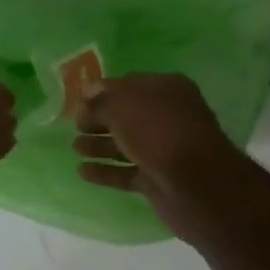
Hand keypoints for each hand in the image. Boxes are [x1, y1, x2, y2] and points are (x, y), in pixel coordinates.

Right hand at [74, 73, 232, 239]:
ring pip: (125, 144)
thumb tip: (86, 92)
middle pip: (126, 116)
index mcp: (166, 90)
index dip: (102, 92)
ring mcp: (164, 150)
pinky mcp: (158, 180)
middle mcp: (168, 117)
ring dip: (99, 145)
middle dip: (99, 120)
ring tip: (75, 147)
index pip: (128, 85)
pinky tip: (82, 171)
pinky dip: (105, 171)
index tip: (77, 101)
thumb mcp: (121, 106)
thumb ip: (100, 100)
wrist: (195, 184)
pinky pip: (126, 172)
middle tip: (75, 126)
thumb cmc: (158, 132)